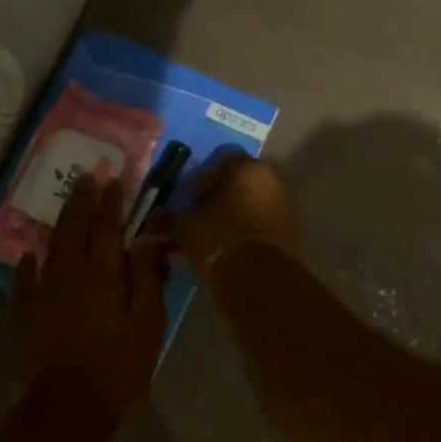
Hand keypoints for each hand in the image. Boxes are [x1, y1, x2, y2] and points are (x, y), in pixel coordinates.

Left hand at [12, 174, 167, 422]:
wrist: (67, 406)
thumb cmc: (117, 366)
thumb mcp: (148, 323)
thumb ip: (145, 277)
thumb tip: (144, 239)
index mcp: (102, 273)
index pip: (107, 227)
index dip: (111, 202)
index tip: (113, 180)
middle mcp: (70, 273)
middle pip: (75, 227)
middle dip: (82, 200)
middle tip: (86, 177)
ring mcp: (43, 293)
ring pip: (50, 248)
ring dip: (59, 223)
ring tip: (65, 205)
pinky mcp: (25, 315)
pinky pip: (23, 281)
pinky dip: (26, 264)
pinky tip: (28, 254)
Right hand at [160, 154, 298, 278]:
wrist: (257, 279)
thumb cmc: (218, 237)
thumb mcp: (185, 227)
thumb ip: (168, 219)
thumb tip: (153, 218)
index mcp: (247, 168)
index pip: (220, 162)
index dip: (201, 180)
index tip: (187, 198)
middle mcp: (270, 181)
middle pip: (237, 185)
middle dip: (216, 199)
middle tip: (196, 217)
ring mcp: (283, 207)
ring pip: (248, 206)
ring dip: (229, 217)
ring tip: (207, 238)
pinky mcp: (288, 233)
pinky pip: (259, 225)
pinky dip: (242, 232)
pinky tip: (224, 249)